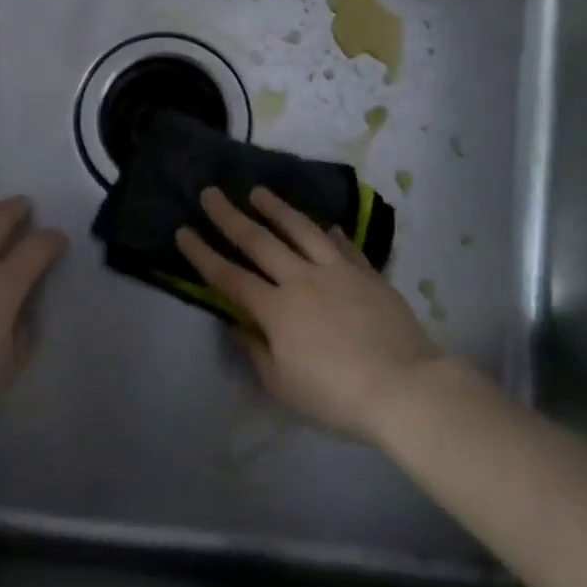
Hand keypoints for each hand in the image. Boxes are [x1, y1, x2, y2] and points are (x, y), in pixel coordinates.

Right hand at [175, 186, 441, 441]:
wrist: (403, 386)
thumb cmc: (335, 395)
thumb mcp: (283, 385)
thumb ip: (256, 352)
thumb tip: (236, 327)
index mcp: (276, 309)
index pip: (229, 277)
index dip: (203, 254)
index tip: (183, 232)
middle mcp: (301, 280)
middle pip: (259, 241)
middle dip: (230, 216)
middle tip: (210, 194)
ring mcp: (337, 271)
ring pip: (300, 230)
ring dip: (276, 209)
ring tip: (258, 191)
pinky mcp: (367, 273)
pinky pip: (344, 246)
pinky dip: (331, 234)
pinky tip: (327, 225)